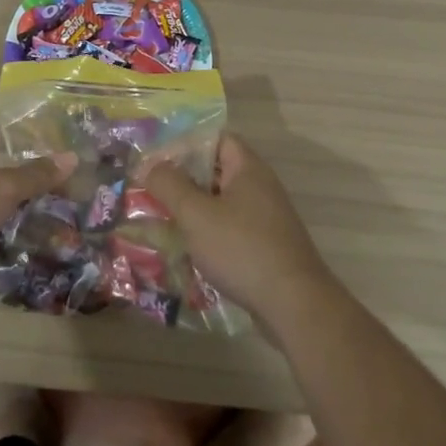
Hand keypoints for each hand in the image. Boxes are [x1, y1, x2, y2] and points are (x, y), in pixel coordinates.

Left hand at [0, 126, 75, 305]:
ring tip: (60, 224)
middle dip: (32, 185)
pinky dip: (4, 248)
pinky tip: (32, 254)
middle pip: (1, 176)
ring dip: (20, 219)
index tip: (59, 146)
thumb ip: (35, 175)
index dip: (28, 138)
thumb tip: (70, 156)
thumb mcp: (1, 187)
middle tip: (69, 192)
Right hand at [140, 134, 337, 325]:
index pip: (216, 139)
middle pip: (217, 171)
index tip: (156, 158)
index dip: (186, 144)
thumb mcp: (197, 214)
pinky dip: (207, 233)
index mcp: (248, 169)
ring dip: (193, 209)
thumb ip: (170, 185)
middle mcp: (260, 188)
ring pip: (221, 203)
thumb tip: (151, 165)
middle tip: (151, 189)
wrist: (294, 306)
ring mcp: (265, 219)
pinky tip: (185, 249)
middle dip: (183, 179)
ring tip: (160, 218)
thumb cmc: (242, 249)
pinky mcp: (265, 247)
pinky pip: (229, 229)